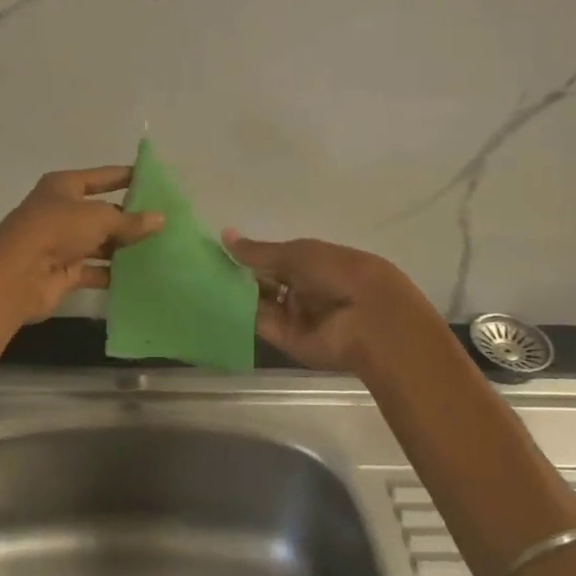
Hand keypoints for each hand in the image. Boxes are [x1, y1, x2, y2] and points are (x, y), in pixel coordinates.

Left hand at [0, 167, 163, 325]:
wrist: (17, 276)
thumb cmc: (56, 231)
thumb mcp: (98, 218)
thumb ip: (130, 221)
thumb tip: (160, 219)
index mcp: (63, 186)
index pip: (102, 177)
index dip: (126, 177)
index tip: (154, 180)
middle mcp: (60, 211)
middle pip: (101, 212)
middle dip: (129, 217)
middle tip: (163, 221)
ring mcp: (61, 243)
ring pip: (98, 242)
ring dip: (122, 247)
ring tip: (158, 249)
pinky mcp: (63, 272)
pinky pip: (94, 269)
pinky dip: (112, 273)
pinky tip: (139, 275)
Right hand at [221, 230, 427, 373]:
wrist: (371, 321)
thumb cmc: (339, 273)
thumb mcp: (298, 254)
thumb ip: (259, 251)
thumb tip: (225, 235)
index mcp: (316, 263)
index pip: (278, 258)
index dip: (252, 254)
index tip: (221, 249)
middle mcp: (306, 289)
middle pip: (268, 282)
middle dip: (242, 274)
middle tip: (206, 265)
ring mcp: (297, 316)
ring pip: (262, 302)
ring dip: (238, 293)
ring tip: (204, 280)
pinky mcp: (288, 340)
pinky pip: (261, 324)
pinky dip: (241, 313)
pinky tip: (216, 300)